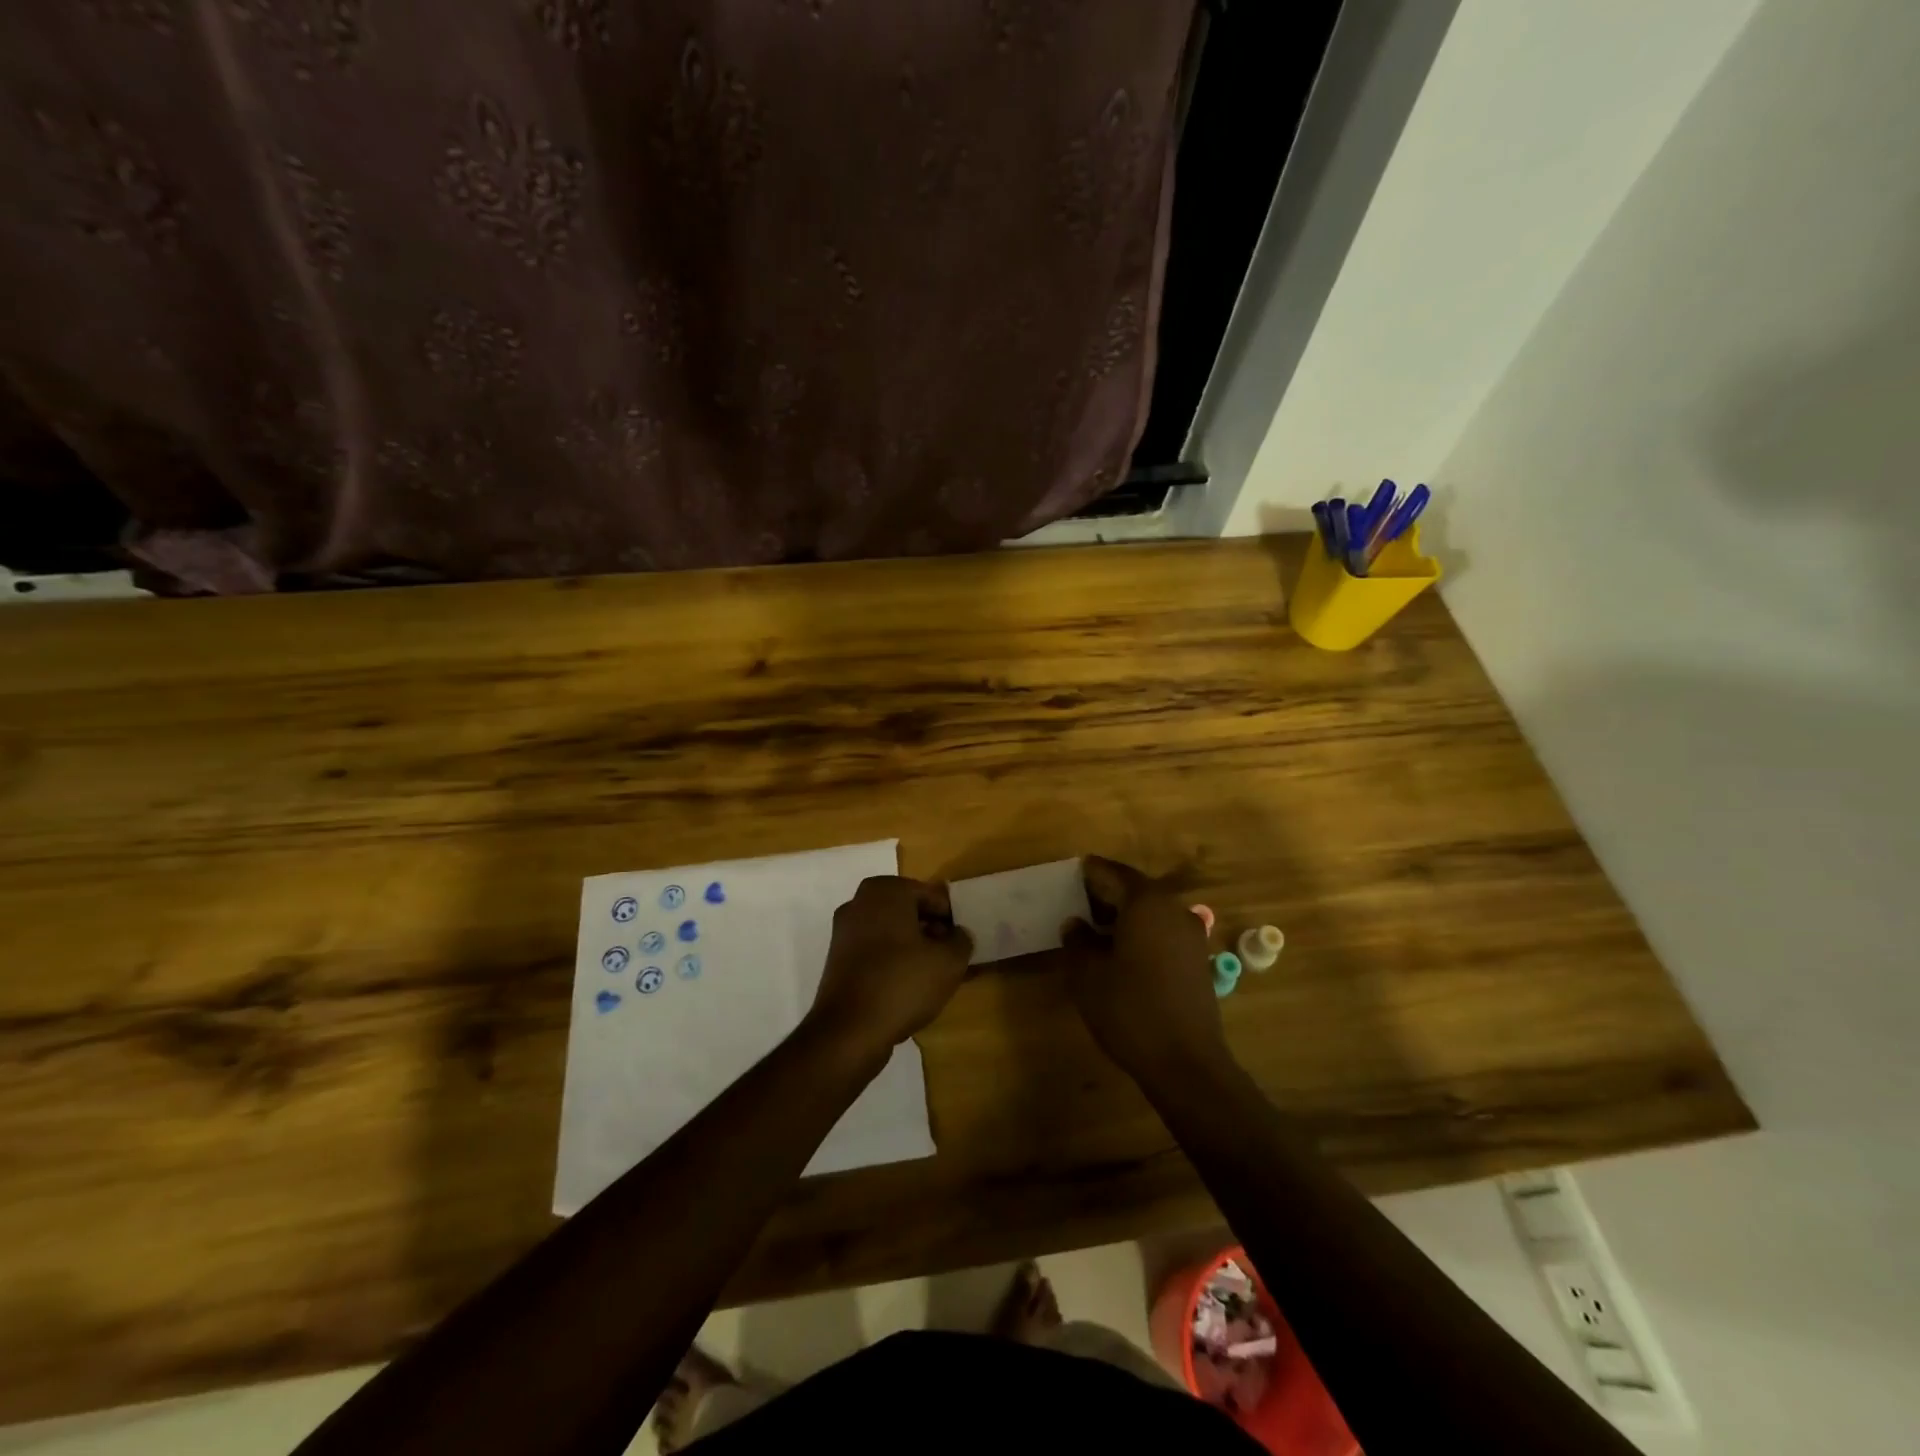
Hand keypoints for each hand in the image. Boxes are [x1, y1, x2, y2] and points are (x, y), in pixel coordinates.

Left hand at [806, 876, 972, 1059]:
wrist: (849, 1031)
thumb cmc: (902, 983)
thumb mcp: (949, 961)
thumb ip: (962, 940)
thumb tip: (958, 935)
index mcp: (885, 890)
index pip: (932, 896)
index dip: (953, 918)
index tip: (966, 941)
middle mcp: (859, 903)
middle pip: (910, 913)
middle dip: (934, 932)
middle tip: (955, 957)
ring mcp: (845, 932)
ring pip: (893, 934)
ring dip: (917, 949)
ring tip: (939, 975)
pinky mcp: (838, 960)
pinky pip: (877, 953)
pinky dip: (896, 963)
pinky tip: (914, 987)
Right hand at [1064, 855, 1227, 1083]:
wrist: (1186, 1063)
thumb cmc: (1130, 1009)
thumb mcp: (1087, 975)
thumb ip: (1077, 942)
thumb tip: (1075, 924)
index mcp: (1146, 902)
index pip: (1112, 873)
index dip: (1088, 873)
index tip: (1069, 875)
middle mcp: (1173, 909)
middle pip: (1134, 889)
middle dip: (1105, 894)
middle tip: (1076, 903)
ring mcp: (1190, 935)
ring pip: (1150, 912)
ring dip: (1123, 916)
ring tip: (1093, 931)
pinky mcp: (1197, 960)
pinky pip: (1162, 932)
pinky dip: (1140, 933)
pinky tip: (1120, 954)